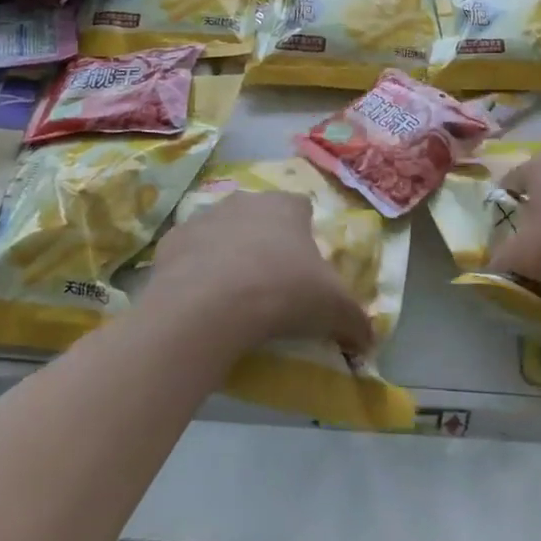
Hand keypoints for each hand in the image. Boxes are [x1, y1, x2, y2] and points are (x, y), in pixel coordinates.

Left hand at [142, 191, 374, 355]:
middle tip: (271, 285)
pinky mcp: (171, 242)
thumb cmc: (282, 292)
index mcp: (286, 206)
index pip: (301, 208)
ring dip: (228, 255)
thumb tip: (370, 340)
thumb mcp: (334, 309)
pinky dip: (195, 273)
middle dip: (265, 243)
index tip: (305, 269)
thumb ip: (356, 321)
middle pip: (260, 218)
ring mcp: (204, 217)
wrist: (209, 306)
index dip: (305, 236)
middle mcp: (245, 201)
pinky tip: (201, 303)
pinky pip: (189, 255)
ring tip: (233, 298)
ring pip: (222, 232)